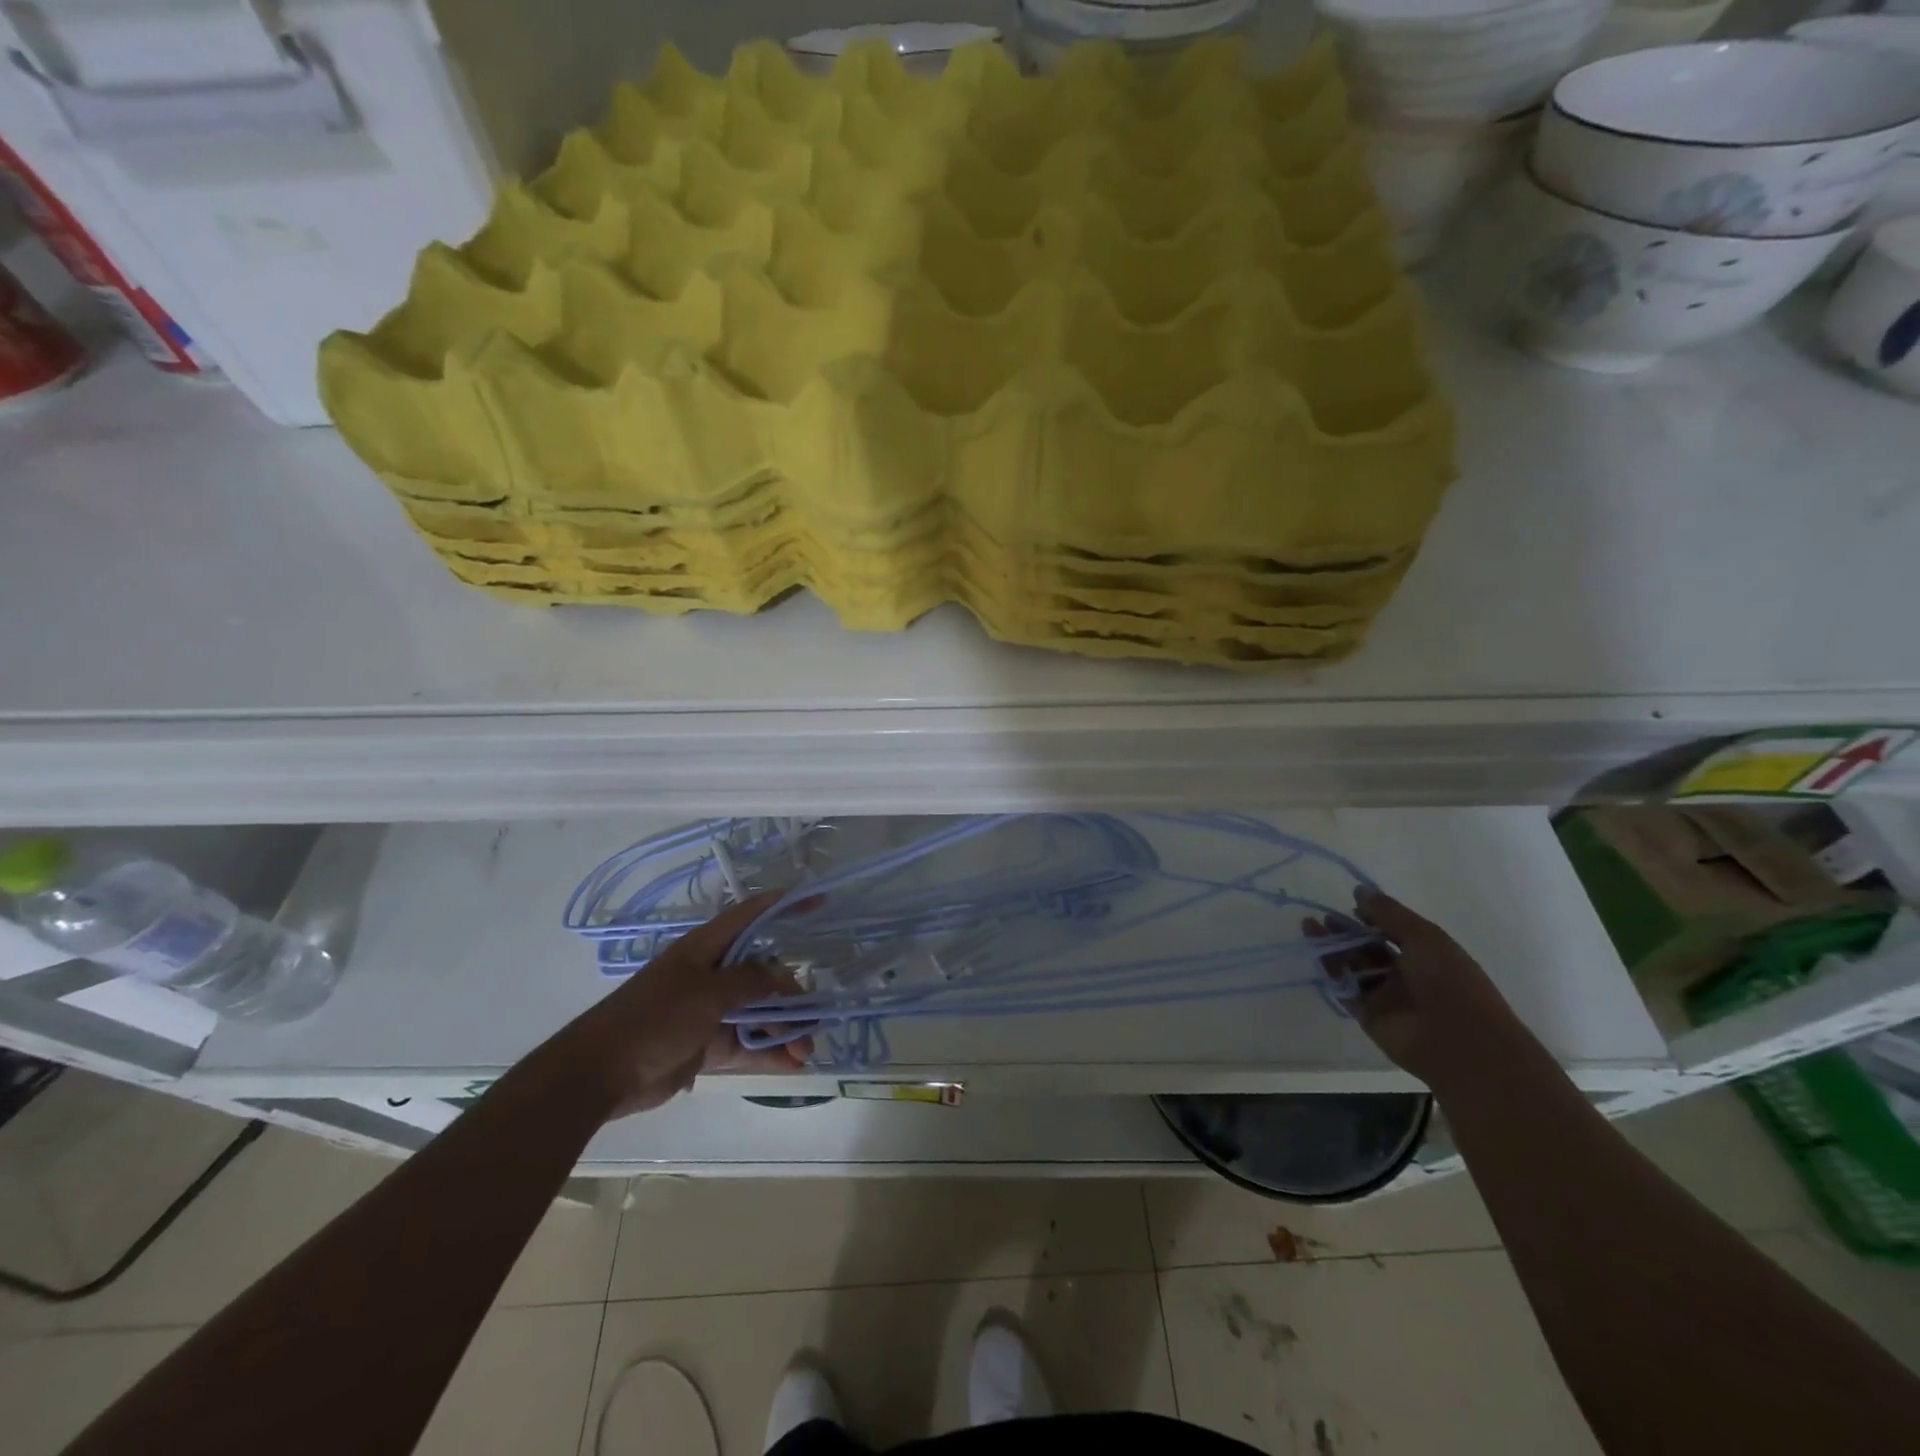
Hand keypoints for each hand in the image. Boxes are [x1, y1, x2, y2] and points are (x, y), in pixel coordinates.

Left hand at [554, 892, 812, 1120]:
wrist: (599, 1074)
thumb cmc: (654, 1018)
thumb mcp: (707, 993)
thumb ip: (749, 982)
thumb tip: (782, 975)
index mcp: (706, 950)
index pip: (750, 917)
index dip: (783, 907)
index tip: (817, 902)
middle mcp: (710, 975)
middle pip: (762, 974)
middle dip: (790, 994)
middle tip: (813, 1018)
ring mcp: (708, 1012)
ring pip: (758, 1013)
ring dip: (783, 1030)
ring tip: (807, 1052)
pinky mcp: (705, 1045)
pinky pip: (745, 1045)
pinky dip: (768, 1053)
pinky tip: (792, 1065)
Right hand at [1308, 886, 1529, 1092]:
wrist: (1458, 1041)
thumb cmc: (1450, 981)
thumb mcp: (1424, 937)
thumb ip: (1389, 913)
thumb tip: (1359, 890)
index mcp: (1426, 955)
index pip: (1393, 931)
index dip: (1372, 917)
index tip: (1351, 906)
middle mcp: (1405, 974)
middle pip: (1369, 948)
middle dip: (1346, 931)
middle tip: (1323, 917)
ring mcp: (1386, 995)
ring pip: (1353, 965)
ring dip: (1333, 947)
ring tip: (1309, 927)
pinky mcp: (1368, 1014)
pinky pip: (1345, 988)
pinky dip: (1330, 971)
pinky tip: (1315, 953)